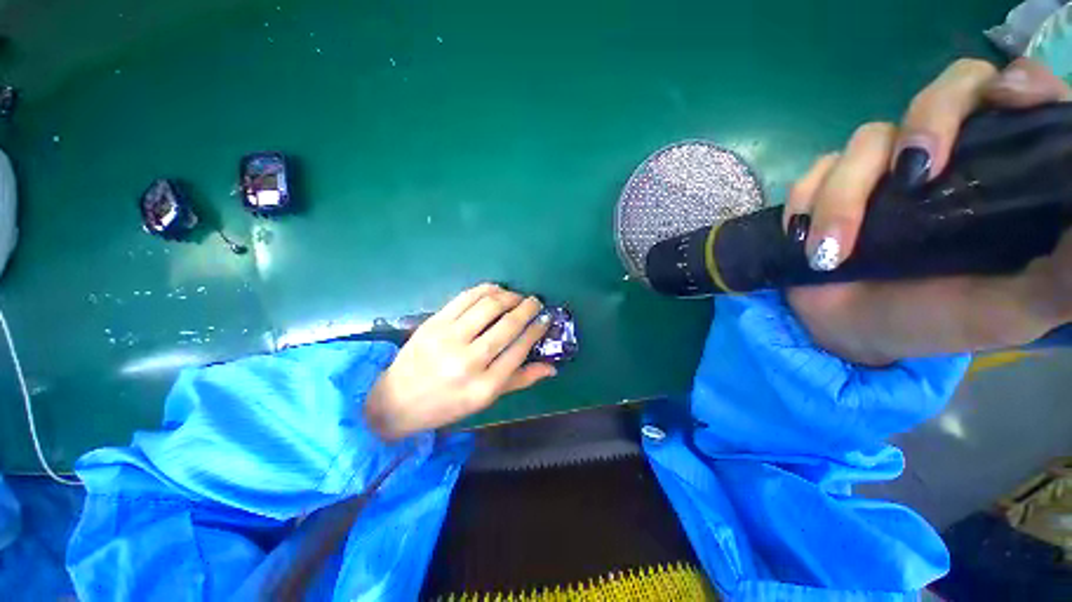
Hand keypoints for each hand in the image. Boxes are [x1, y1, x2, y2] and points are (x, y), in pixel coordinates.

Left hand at [364, 284, 555, 438]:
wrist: (397, 400)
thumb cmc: (447, 404)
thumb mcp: (486, 400)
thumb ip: (520, 380)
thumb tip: (552, 368)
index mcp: (485, 386)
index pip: (520, 349)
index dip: (536, 329)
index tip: (545, 319)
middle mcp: (468, 361)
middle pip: (508, 324)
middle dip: (528, 308)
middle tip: (535, 302)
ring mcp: (448, 339)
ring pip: (489, 306)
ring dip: (509, 296)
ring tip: (517, 296)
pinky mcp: (434, 323)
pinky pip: (465, 297)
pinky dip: (486, 289)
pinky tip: (496, 289)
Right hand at [784, 58, 1071, 364]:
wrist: (853, 333)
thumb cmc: (936, 322)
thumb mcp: (1013, 309)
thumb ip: (1062, 276)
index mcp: (1002, 173)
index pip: (1017, 96)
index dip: (1015, 85)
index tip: (1007, 103)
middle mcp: (948, 156)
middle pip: (945, 92)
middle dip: (927, 123)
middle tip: (911, 177)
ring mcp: (883, 170)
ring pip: (866, 140)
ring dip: (842, 198)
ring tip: (830, 254)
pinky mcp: (830, 187)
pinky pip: (813, 174)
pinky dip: (804, 204)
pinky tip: (802, 239)